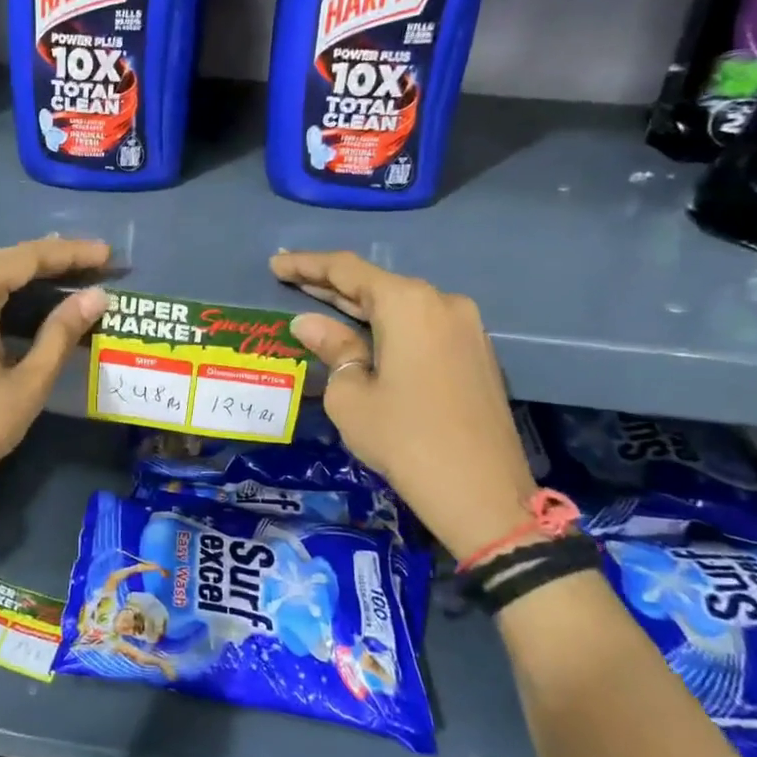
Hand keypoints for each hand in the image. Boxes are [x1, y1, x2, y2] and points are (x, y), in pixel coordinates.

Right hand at [270, 250, 536, 562]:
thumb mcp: (350, 395)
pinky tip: (363, 332)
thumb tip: (309, 323)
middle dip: (330, 283)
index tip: (275, 264)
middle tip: (290, 278)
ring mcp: (466, 327)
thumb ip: (332, 348)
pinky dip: (387, 324)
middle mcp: (442, 302)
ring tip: (319, 302)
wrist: (482, 492)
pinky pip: (421, 325)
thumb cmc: (404, 439)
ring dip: (360, 305)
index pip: (347, 270)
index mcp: (408, 304)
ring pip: (401, 304)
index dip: (306, 265)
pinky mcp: (475, 353)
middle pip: (376, 284)